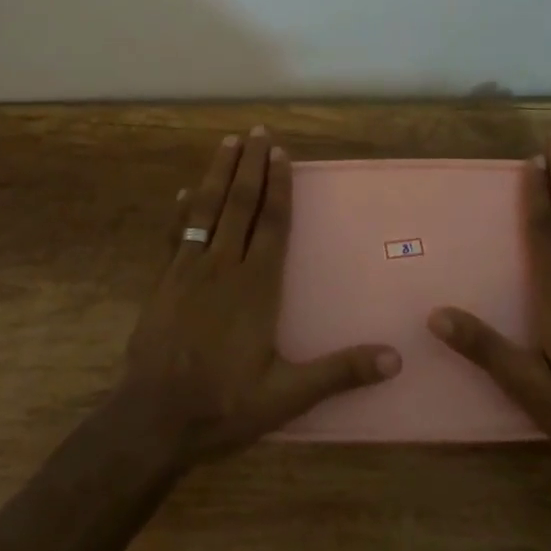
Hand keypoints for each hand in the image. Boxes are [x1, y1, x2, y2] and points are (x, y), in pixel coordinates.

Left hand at [116, 126, 401, 466]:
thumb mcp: (287, 396)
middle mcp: (223, 267)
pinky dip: (181, 211)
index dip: (278, 186)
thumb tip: (396, 358)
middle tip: (257, 131)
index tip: (281, 153)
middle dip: (250, 166)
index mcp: (257, 287)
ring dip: (217, 174)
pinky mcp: (164, 282)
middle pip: (239, 204)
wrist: (153, 418)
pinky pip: (175, 235)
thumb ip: (339, 372)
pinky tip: (183, 193)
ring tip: (227, 143)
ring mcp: (189, 270)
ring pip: (206, 210)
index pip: (272, 224)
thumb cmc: (224, 404)